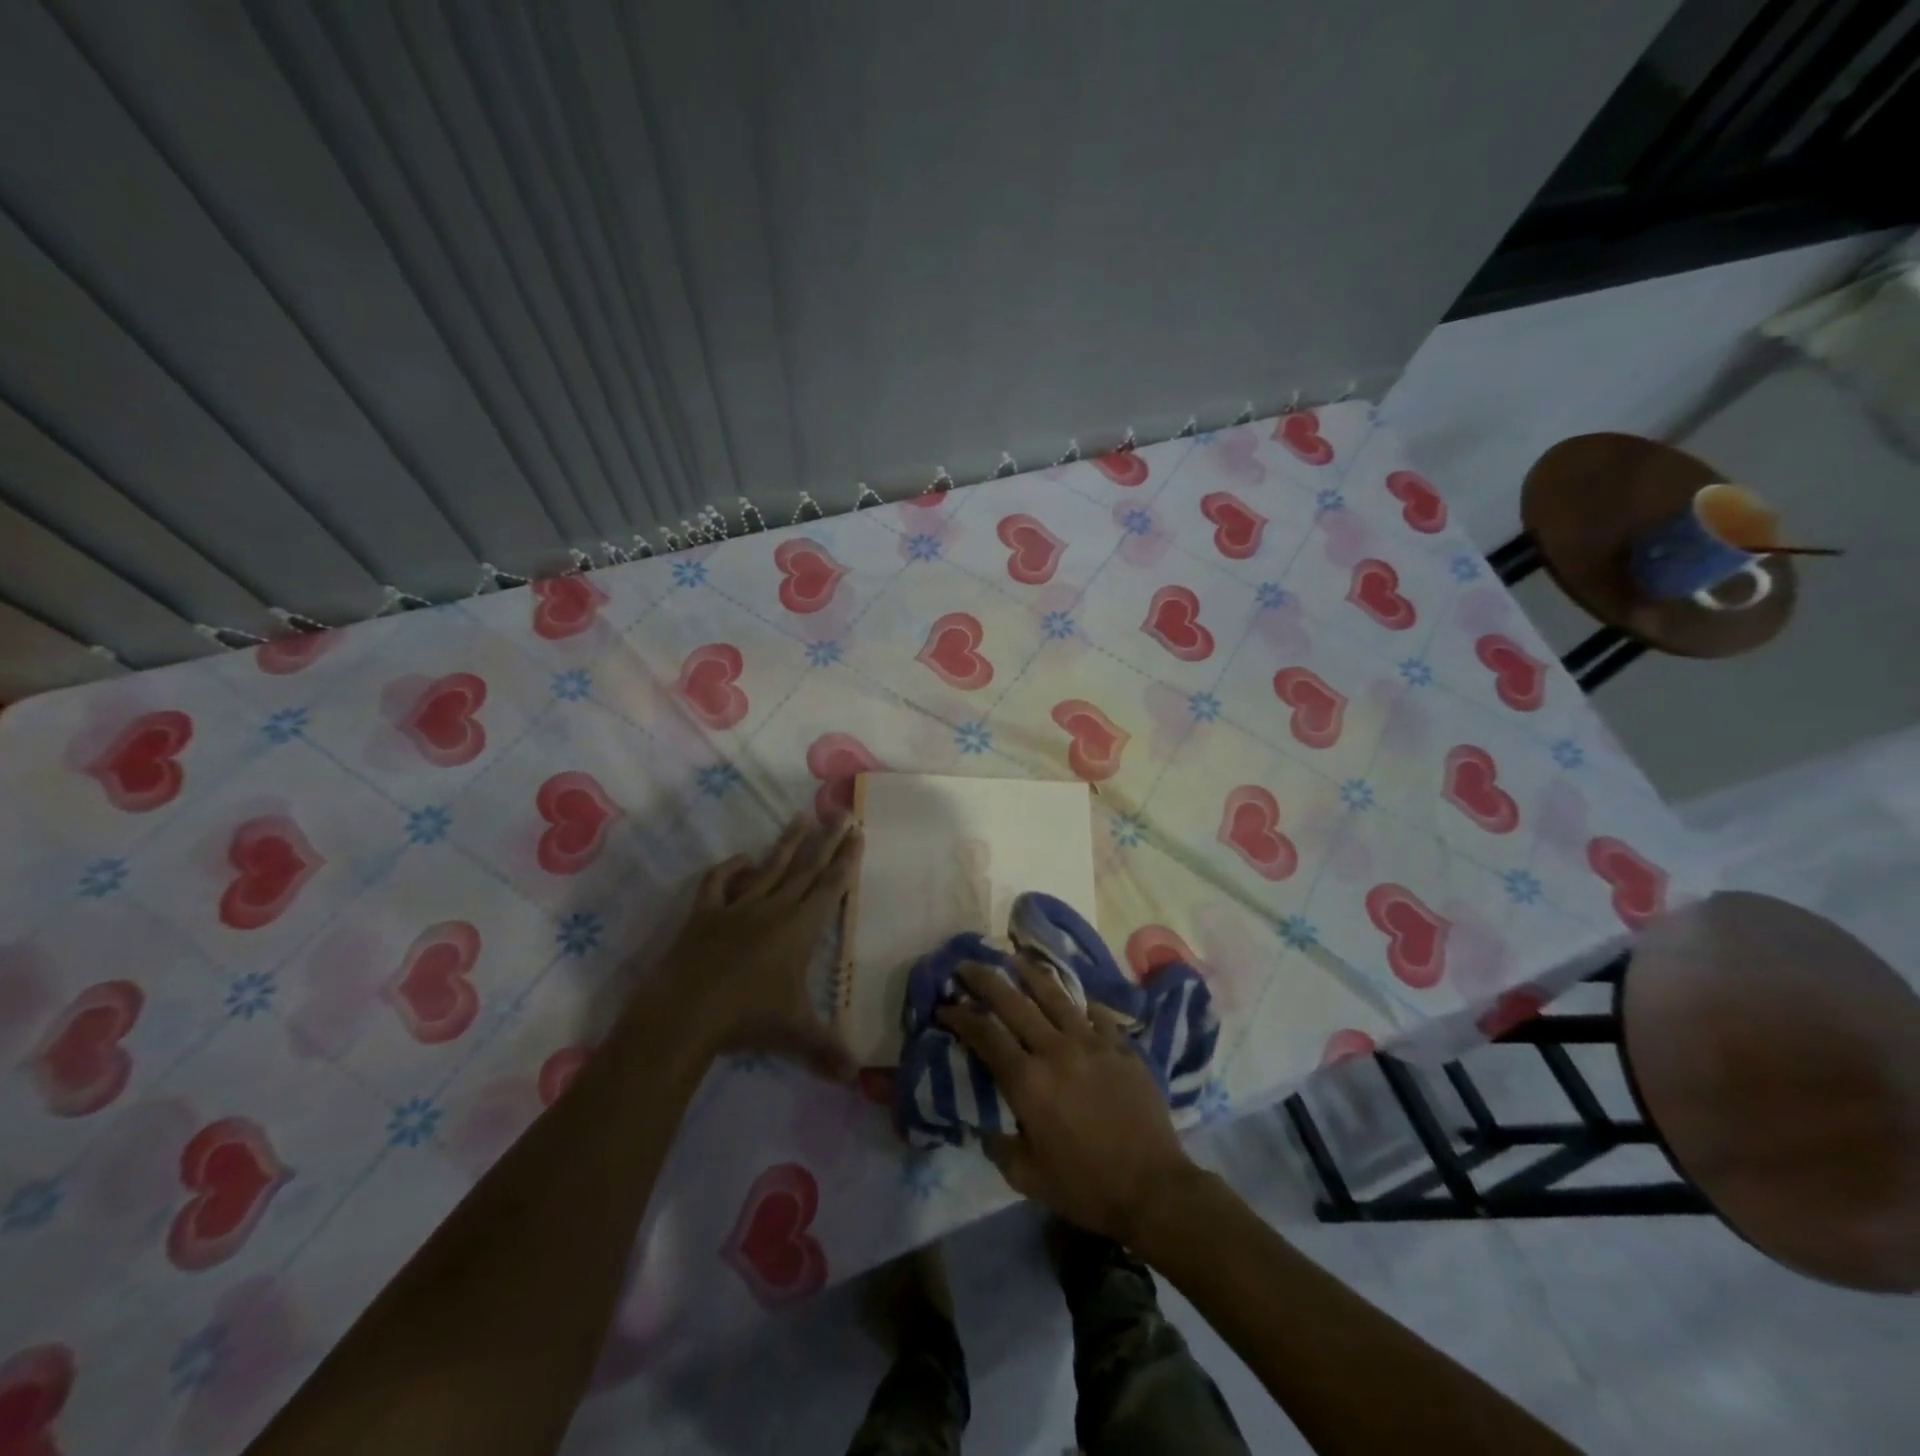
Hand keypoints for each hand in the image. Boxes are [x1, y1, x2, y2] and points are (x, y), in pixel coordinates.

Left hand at [646, 814, 862, 1081]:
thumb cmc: (747, 1019)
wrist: (685, 1013)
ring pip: (769, 866)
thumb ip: (827, 1050)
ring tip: (802, 817)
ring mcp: (737, 907)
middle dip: (827, 840)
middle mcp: (774, 907)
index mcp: (800, 927)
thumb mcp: (795, 1033)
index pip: (831, 886)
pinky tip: (742, 859)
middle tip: (841, 813)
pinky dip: (731, 868)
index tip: (857, 832)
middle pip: (807, 867)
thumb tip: (856, 1078)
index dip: (847, 859)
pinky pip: (720, 882)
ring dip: (788, 843)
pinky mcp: (705, 913)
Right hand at [940, 958, 1196, 1242]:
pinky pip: (1095, 1013)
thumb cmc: (1085, 1187)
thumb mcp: (1027, 1177)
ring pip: (1055, 996)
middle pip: (1014, 1003)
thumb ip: (999, 1144)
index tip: (944, 1005)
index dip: (960, 1017)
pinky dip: (1078, 1001)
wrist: (1153, 1189)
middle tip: (967, 965)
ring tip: (1013, 958)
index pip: (985, 1036)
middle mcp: (1056, 1050)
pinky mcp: (1121, 1046)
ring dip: (1029, 974)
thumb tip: (985, 1122)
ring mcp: (1092, 1043)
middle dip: (985, 980)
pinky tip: (1070, 995)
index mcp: (1028, 1082)